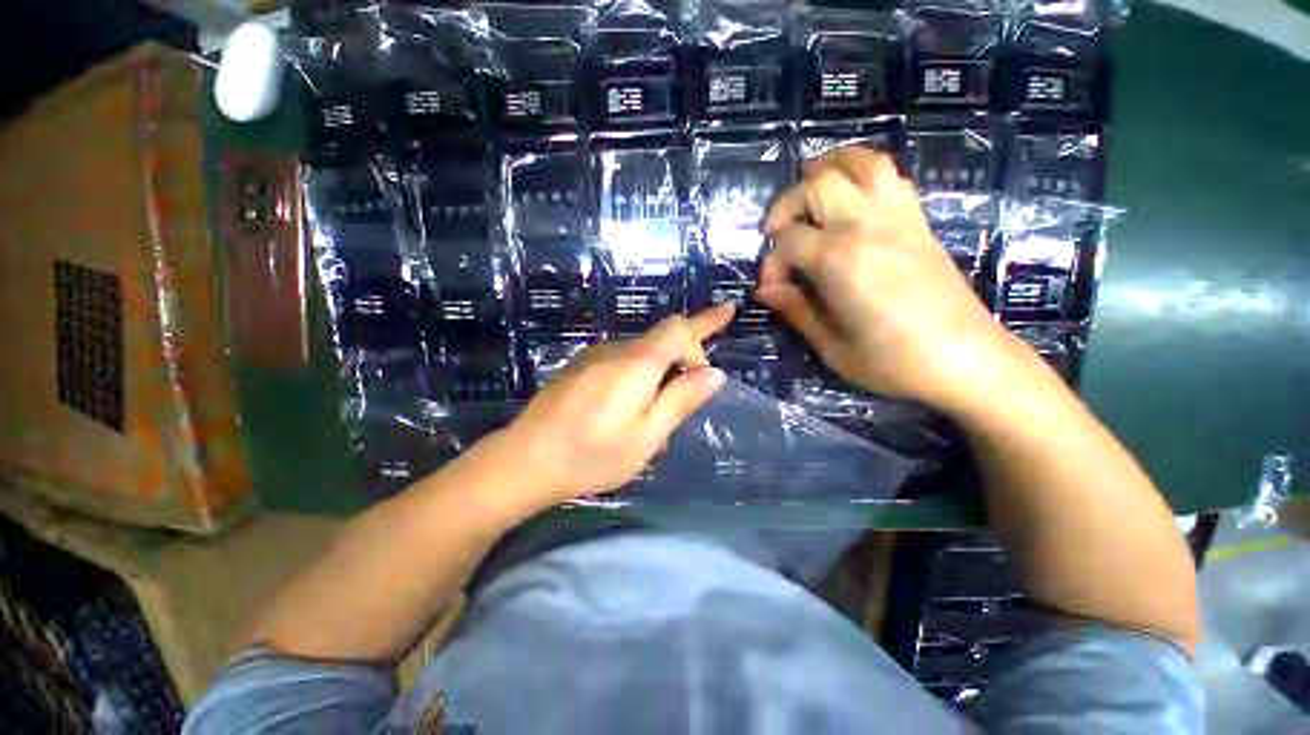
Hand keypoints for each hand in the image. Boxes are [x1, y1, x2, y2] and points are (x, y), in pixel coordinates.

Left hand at [501, 304, 735, 505]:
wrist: (523, 461)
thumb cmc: (591, 455)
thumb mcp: (647, 436)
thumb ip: (680, 400)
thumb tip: (714, 373)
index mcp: (636, 364)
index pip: (679, 329)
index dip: (706, 321)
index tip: (728, 311)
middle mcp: (615, 350)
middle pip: (662, 339)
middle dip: (685, 359)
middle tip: (689, 395)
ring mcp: (593, 357)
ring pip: (642, 353)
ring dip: (660, 374)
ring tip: (656, 416)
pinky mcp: (580, 368)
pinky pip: (621, 362)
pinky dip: (639, 377)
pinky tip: (628, 411)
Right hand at [756, 148, 1027, 414]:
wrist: (967, 360)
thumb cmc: (893, 362)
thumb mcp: (831, 347)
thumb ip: (795, 310)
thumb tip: (765, 291)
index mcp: (841, 261)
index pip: (788, 241)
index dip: (771, 263)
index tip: (772, 289)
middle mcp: (868, 226)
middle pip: (818, 184)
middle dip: (787, 206)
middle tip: (777, 235)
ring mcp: (899, 217)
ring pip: (860, 162)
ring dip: (827, 169)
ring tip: (809, 195)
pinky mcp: (919, 221)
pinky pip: (889, 175)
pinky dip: (861, 174)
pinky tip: (849, 200)